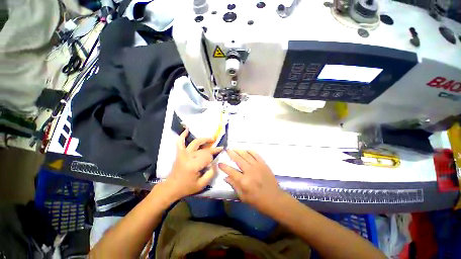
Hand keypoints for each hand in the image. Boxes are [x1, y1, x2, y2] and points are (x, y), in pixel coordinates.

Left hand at [164, 129, 222, 199]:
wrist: (171, 187)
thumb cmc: (187, 187)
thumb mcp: (202, 185)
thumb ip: (211, 174)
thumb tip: (215, 163)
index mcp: (194, 166)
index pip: (208, 157)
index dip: (212, 159)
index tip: (214, 162)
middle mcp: (188, 157)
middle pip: (204, 150)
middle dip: (213, 149)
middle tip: (219, 148)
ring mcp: (183, 153)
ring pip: (195, 142)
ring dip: (204, 139)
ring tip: (211, 139)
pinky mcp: (179, 153)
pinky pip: (180, 142)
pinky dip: (183, 135)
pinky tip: (187, 129)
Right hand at [218, 150, 284, 212]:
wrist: (274, 199)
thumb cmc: (257, 200)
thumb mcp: (243, 196)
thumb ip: (234, 185)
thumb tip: (225, 177)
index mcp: (243, 181)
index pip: (231, 171)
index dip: (224, 167)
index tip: (220, 163)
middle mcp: (249, 171)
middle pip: (238, 159)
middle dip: (231, 153)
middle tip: (227, 150)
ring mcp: (257, 166)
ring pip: (246, 155)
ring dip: (239, 151)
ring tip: (234, 149)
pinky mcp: (263, 163)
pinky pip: (255, 154)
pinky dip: (250, 151)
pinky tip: (246, 150)